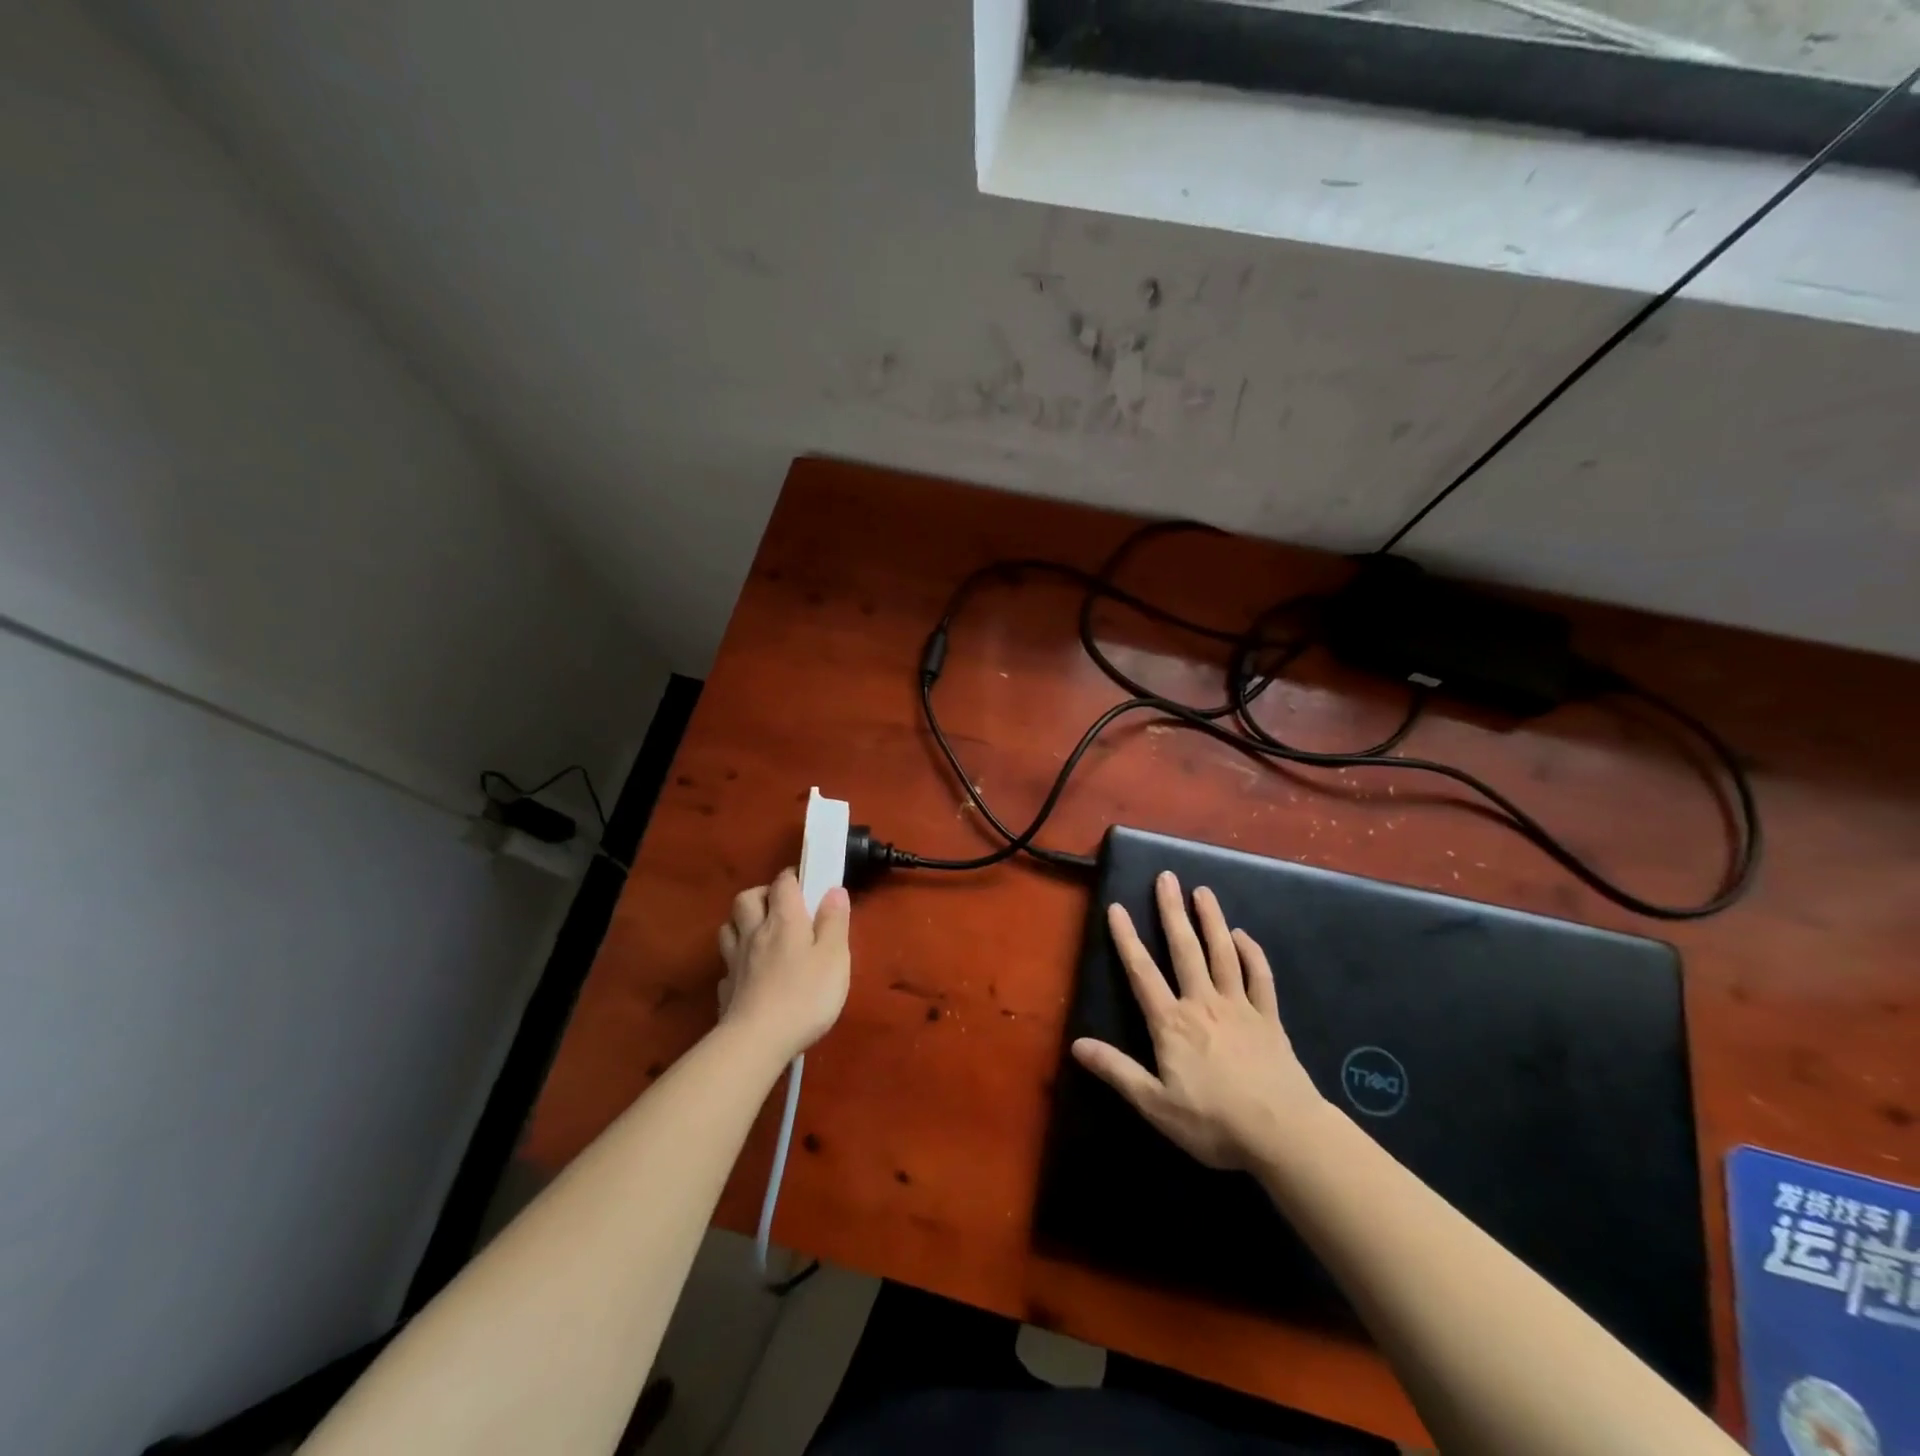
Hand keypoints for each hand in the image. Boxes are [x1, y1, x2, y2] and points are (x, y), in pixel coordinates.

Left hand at [716, 869, 851, 1062]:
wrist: (757, 1041)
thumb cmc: (805, 995)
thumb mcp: (834, 957)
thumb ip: (834, 921)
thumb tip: (834, 890)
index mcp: (784, 920)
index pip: (783, 883)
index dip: (793, 877)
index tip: (806, 883)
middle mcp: (754, 933)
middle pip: (746, 898)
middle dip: (762, 894)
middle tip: (781, 907)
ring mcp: (735, 961)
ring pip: (729, 927)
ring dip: (742, 922)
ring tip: (760, 933)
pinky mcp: (726, 989)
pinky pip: (727, 963)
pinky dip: (737, 960)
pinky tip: (749, 973)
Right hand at [1072, 871, 1327, 1170]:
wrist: (1283, 1134)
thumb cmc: (1213, 1122)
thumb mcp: (1155, 1104)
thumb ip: (1116, 1070)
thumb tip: (1076, 1044)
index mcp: (1172, 1022)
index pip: (1142, 972)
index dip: (1127, 939)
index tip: (1117, 907)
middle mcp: (1203, 1003)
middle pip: (1184, 949)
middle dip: (1171, 911)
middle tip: (1166, 877)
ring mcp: (1240, 1007)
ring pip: (1223, 953)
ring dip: (1211, 920)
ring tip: (1202, 891)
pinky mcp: (1269, 1019)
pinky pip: (1260, 977)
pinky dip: (1251, 953)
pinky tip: (1243, 936)